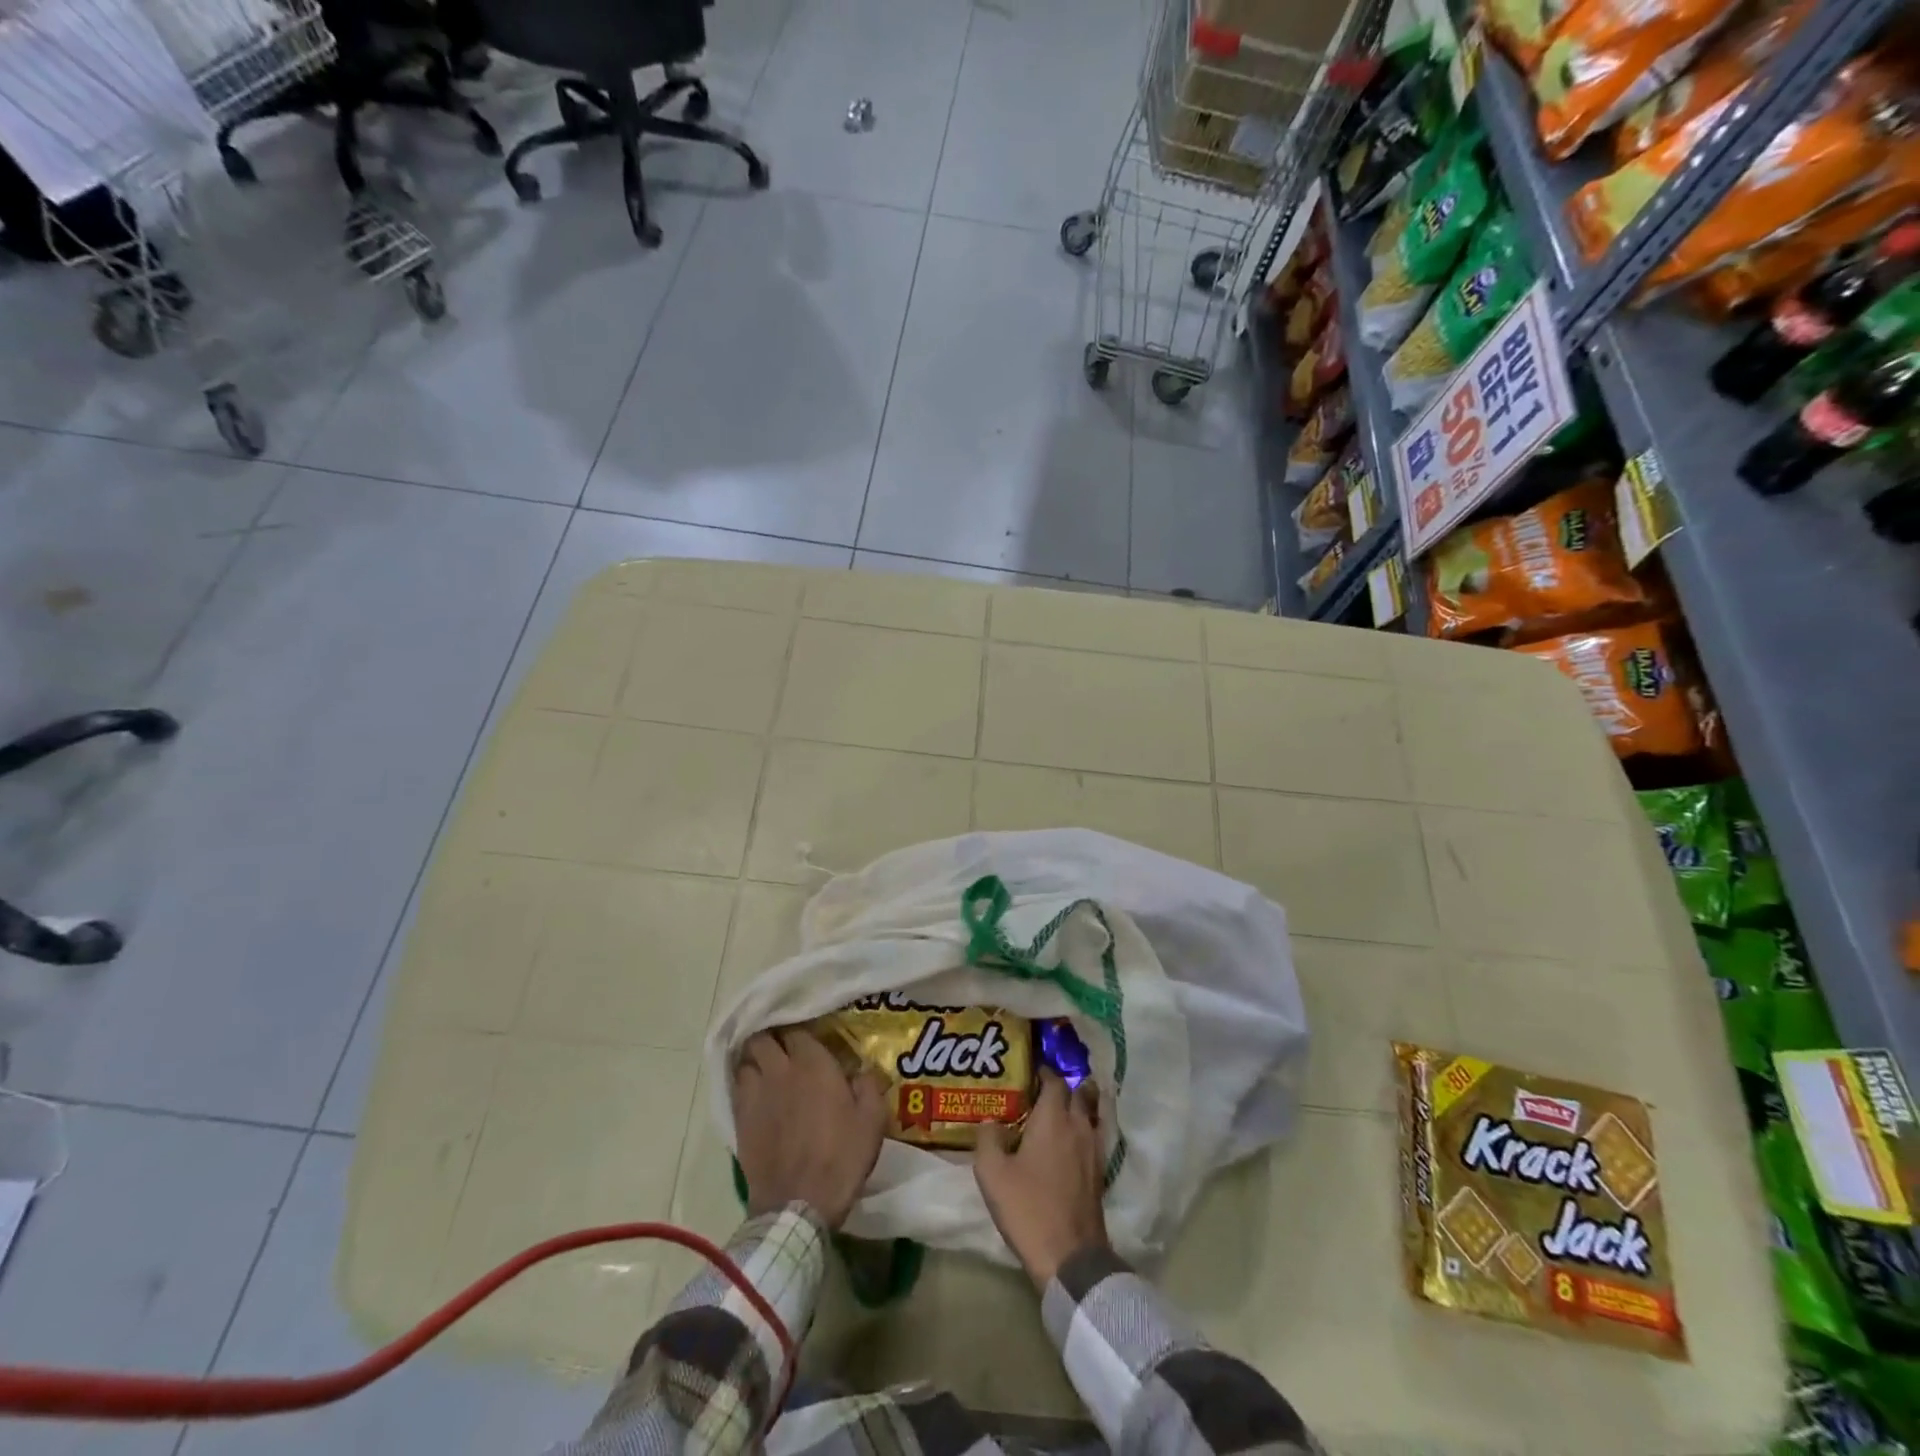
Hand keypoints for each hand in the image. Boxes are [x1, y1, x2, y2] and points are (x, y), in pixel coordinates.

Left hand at [733, 1028, 887, 1228]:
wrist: (798, 1205)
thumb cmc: (841, 1157)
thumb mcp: (872, 1120)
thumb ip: (869, 1086)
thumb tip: (861, 1072)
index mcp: (813, 1064)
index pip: (797, 1030)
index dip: (801, 1032)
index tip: (809, 1039)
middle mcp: (780, 1070)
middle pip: (762, 1038)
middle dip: (770, 1039)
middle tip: (783, 1049)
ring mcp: (755, 1095)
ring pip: (745, 1062)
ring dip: (755, 1062)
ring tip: (766, 1070)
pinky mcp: (740, 1120)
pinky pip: (737, 1089)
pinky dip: (745, 1086)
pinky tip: (756, 1096)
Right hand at [974, 1070, 1109, 1288]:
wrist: (1070, 1257)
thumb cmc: (1028, 1208)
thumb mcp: (992, 1174)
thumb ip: (988, 1139)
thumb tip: (990, 1121)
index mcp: (1053, 1118)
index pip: (1055, 1081)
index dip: (1043, 1073)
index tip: (1029, 1074)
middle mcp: (1078, 1125)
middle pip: (1078, 1092)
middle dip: (1063, 1086)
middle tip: (1041, 1091)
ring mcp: (1093, 1149)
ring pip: (1089, 1114)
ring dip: (1076, 1106)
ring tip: (1056, 1113)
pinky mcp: (1100, 1172)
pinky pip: (1093, 1136)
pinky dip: (1082, 1130)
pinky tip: (1067, 1143)